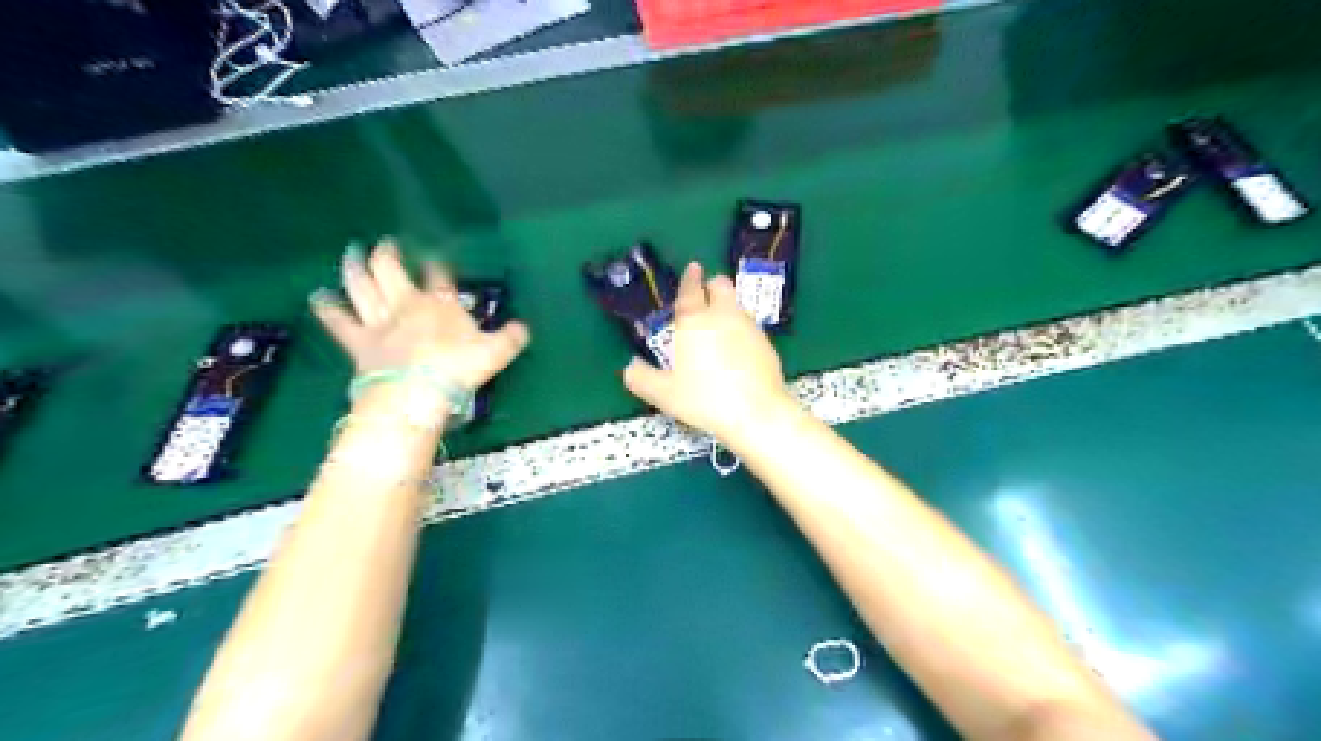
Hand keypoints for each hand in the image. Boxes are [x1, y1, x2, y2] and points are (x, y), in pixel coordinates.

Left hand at [312, 240, 528, 390]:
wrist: (417, 392)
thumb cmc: (459, 369)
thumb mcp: (497, 353)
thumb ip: (511, 338)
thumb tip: (523, 328)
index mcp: (440, 303)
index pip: (439, 276)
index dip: (437, 265)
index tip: (436, 259)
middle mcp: (406, 304)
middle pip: (392, 270)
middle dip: (388, 255)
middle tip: (385, 244)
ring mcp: (379, 321)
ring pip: (362, 286)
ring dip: (355, 268)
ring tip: (350, 253)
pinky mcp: (358, 341)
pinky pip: (338, 321)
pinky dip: (327, 308)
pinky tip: (318, 296)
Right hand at [624, 260, 793, 446]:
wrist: (757, 413)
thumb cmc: (705, 399)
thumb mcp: (664, 394)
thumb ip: (641, 378)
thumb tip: (630, 367)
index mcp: (694, 320)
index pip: (690, 289)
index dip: (690, 278)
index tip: (692, 269)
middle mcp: (723, 315)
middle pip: (721, 285)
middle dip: (712, 285)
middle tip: (704, 299)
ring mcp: (750, 328)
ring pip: (737, 305)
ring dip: (727, 309)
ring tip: (717, 331)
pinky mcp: (768, 344)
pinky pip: (751, 328)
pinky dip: (741, 333)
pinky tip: (737, 355)